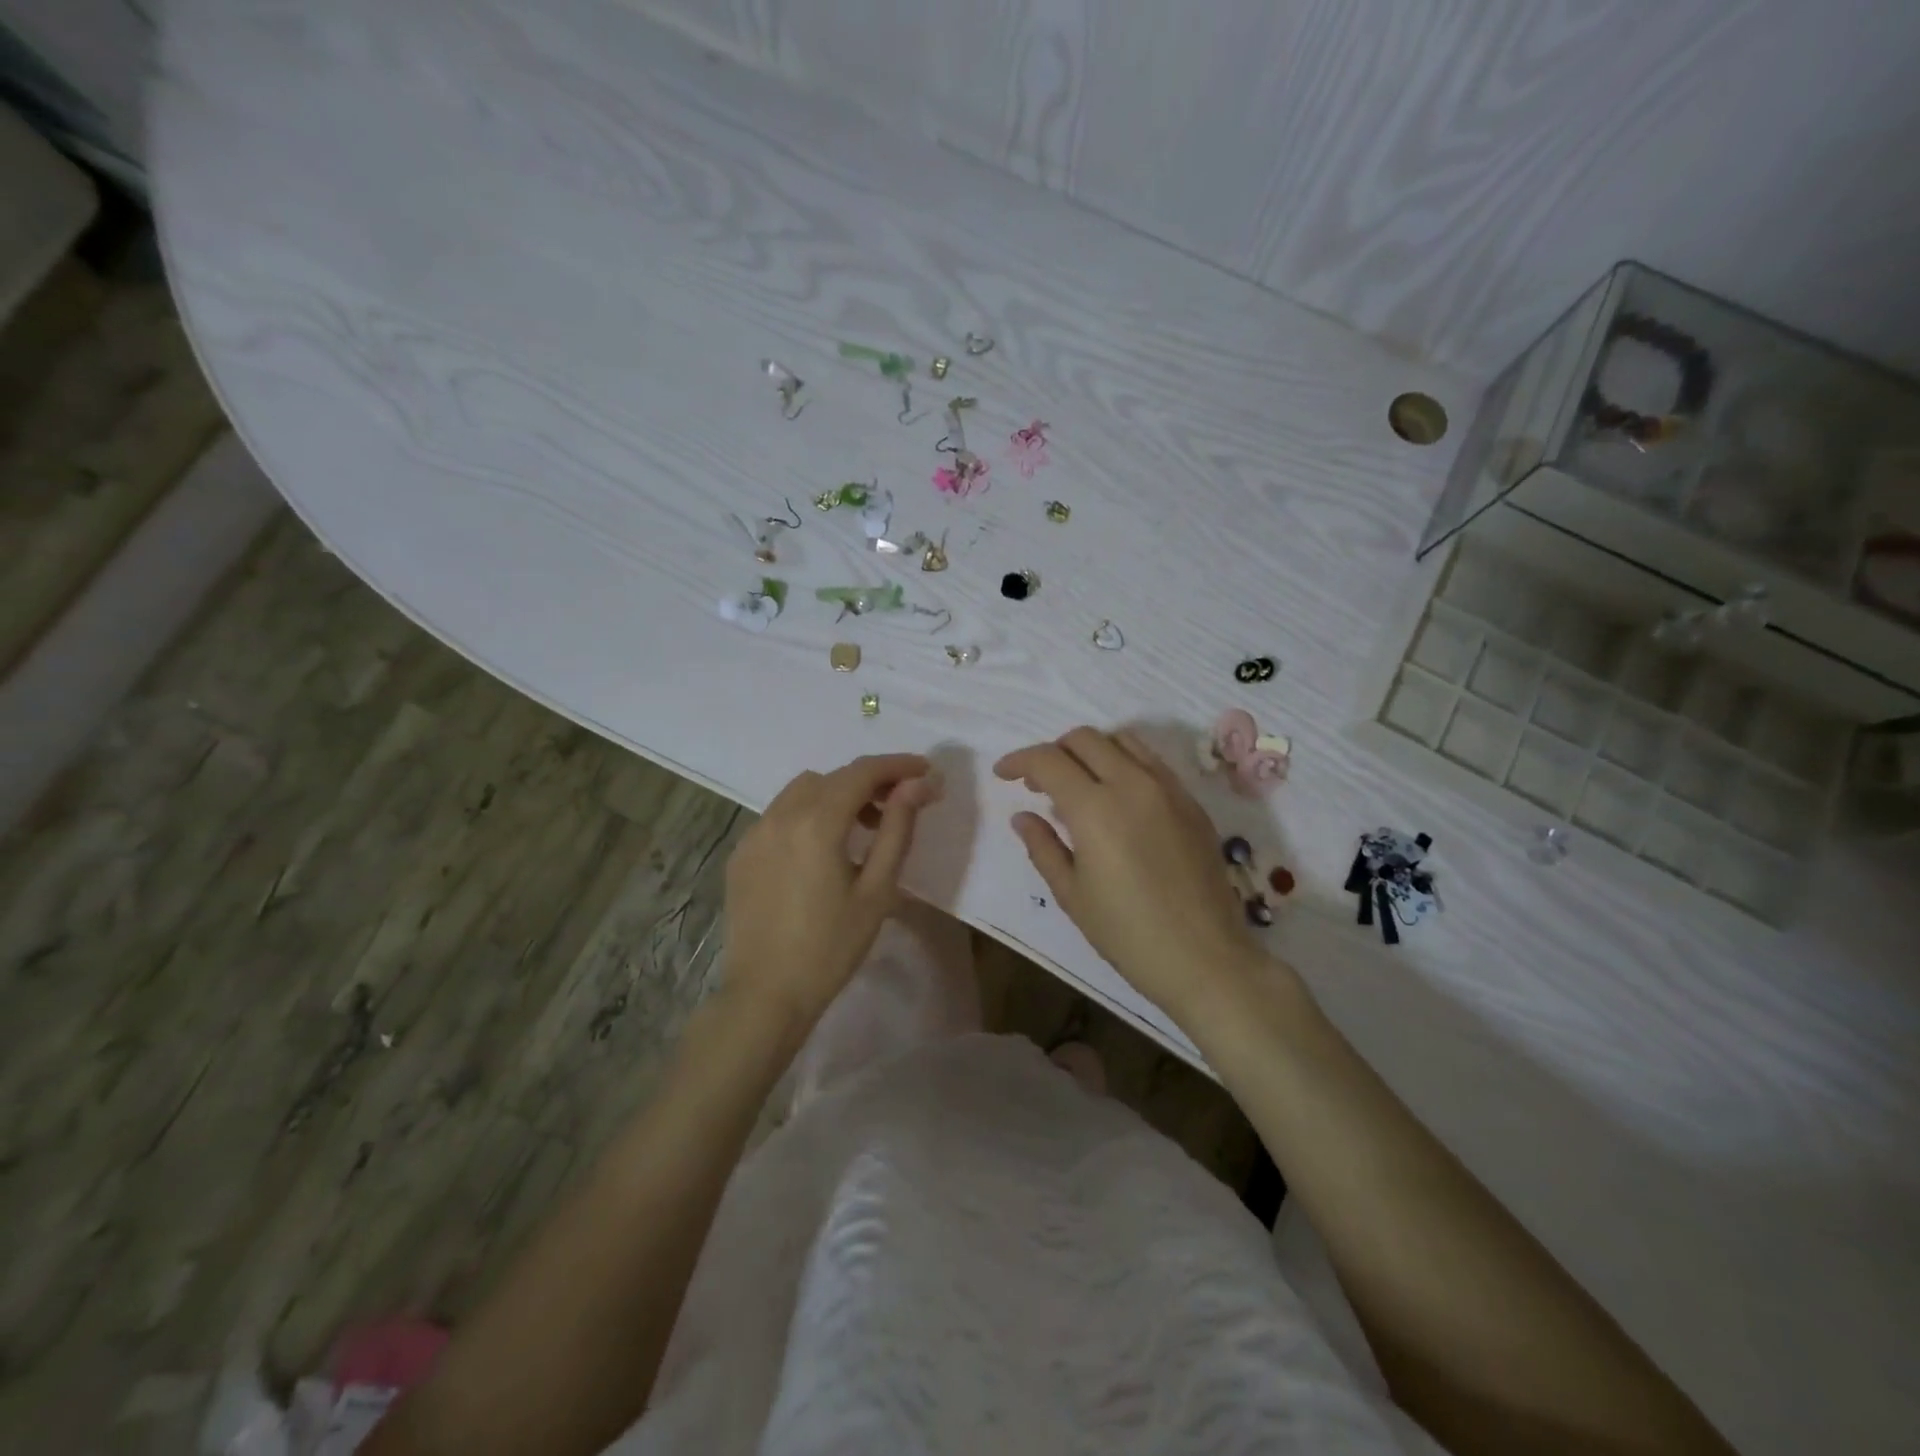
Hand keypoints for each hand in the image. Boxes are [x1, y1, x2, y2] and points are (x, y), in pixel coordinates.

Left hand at [723, 753, 941, 1025]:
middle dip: (870, 781)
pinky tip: (822, 849)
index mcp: (816, 823)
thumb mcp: (877, 889)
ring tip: (863, 826)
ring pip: (802, 790)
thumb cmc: (831, 947)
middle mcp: (780, 816)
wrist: (766, 995)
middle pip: (832, 777)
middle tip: (901, 803)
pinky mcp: (741, 853)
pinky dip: (808, 814)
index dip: (897, 765)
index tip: (925, 770)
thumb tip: (917, 785)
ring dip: (837, 794)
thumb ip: (897, 828)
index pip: (862, 772)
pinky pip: (780, 814)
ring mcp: (754, 833)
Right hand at [995, 727, 1264, 1026]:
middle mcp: (1133, 783)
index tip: (1003, 774)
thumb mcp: (1072, 894)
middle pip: (1084, 739)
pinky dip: (1124, 764)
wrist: (1205, 959)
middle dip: (1053, 752)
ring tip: (1078, 784)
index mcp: (1095, 808)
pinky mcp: (1192, 802)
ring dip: (1091, 751)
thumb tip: (1023, 816)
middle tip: (1038, 783)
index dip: (1019, 761)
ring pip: (1122, 740)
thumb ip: (1043, 847)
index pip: (1048, 760)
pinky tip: (1117, 799)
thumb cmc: (1128, 934)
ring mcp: (1168, 789)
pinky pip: (1152, 762)